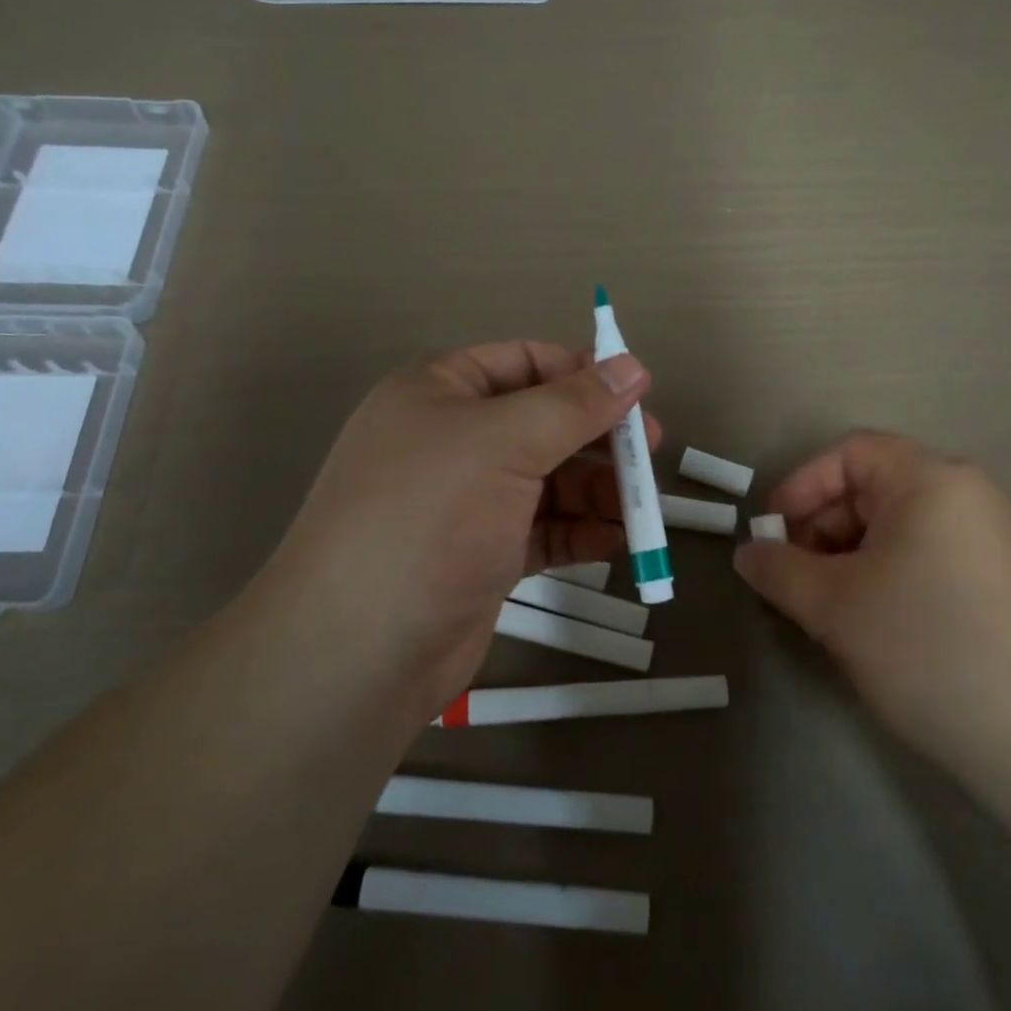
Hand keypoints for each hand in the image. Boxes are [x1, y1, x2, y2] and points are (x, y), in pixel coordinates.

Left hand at [237, 341, 655, 717]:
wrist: (360, 648)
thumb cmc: (430, 517)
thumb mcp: (505, 443)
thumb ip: (574, 405)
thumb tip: (633, 366)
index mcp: (439, 392)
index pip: (523, 361)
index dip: (582, 373)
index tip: (638, 393)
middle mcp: (450, 440)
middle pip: (541, 423)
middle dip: (598, 439)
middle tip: (651, 454)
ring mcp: (464, 502)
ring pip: (546, 481)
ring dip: (596, 491)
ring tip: (642, 510)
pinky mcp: (479, 555)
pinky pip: (541, 529)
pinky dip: (578, 531)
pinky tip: (617, 542)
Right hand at [733, 431, 1010, 784]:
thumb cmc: (924, 648)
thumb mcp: (832, 605)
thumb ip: (778, 569)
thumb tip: (747, 553)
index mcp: (930, 481)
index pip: (849, 454)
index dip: (800, 486)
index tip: (771, 534)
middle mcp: (967, 495)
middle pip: (873, 487)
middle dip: (822, 526)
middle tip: (795, 577)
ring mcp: (992, 537)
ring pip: (897, 525)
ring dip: (849, 554)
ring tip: (829, 606)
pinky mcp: (1003, 578)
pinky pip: (927, 552)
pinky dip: (886, 572)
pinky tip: (874, 622)